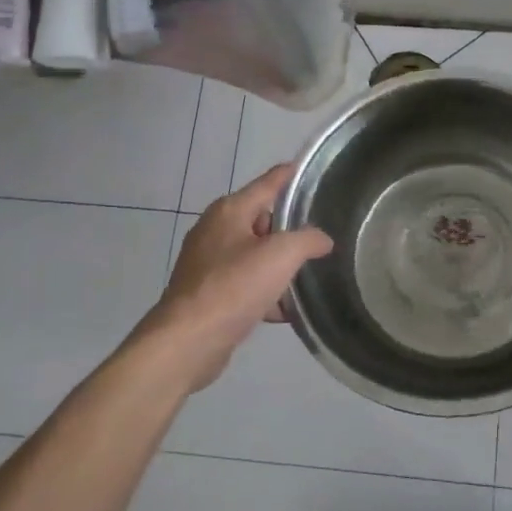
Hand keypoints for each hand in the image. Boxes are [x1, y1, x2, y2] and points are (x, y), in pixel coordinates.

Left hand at [142, 164, 333, 388]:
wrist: (189, 340)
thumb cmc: (234, 286)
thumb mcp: (281, 255)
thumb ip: (308, 240)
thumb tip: (322, 239)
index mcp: (230, 211)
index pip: (268, 183)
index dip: (290, 175)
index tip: (310, 170)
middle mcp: (216, 230)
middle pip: (262, 220)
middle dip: (290, 228)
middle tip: (322, 234)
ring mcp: (209, 263)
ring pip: (255, 254)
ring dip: (280, 264)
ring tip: (310, 274)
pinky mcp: (209, 293)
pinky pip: (246, 283)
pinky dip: (266, 292)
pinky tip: (287, 310)